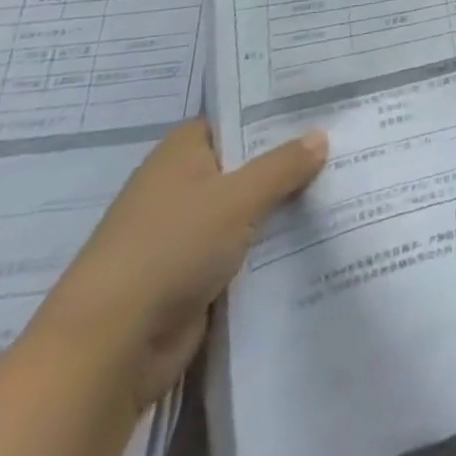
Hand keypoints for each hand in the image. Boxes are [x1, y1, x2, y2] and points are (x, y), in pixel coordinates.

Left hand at [28, 118, 327, 409]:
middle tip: (347, 141)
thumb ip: (283, 165)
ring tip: (345, 184)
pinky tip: (318, 234)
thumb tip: (321, 135)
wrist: (108, 349)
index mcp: (182, 152)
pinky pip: (243, 249)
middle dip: (290, 159)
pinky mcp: (193, 276)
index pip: (237, 116)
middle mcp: (181, 185)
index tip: (322, 106)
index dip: (276, 111)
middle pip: (246, 162)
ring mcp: (186, 233)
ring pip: (248, 208)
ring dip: (284, 205)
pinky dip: (272, 245)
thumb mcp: (238, 197)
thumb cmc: (169, 248)